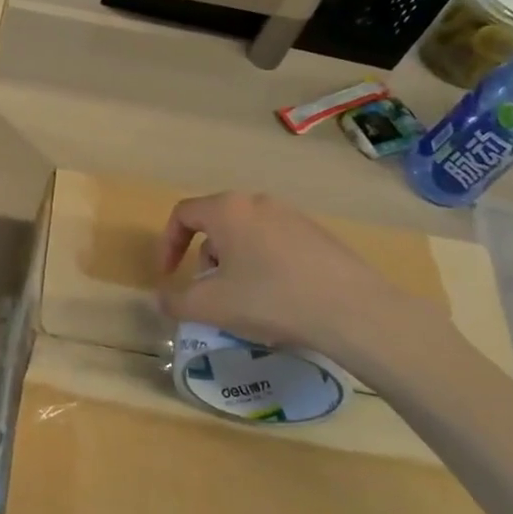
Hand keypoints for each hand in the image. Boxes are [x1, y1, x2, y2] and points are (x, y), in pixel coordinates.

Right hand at [158, 192, 432, 364]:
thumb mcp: (211, 307)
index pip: (183, 214)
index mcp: (227, 210)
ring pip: (247, 234)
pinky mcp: (319, 234)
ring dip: (234, 262)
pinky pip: (276, 243)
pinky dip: (264, 265)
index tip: (168, 276)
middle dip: (204, 257)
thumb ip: (175, 302)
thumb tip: (159, 299)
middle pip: (216, 223)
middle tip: (208, 291)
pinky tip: (279, 300)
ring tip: (244, 300)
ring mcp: (293, 216)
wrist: (352, 310)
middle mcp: (258, 203)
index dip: (168, 244)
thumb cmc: (270, 299)